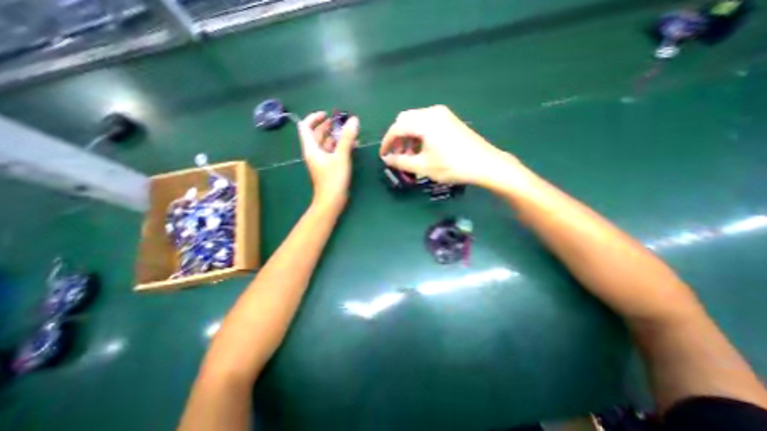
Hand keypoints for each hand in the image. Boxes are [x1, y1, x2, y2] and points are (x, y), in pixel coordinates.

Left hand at [300, 113, 359, 206]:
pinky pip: (333, 152)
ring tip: (349, 132)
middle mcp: (314, 153)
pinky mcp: (329, 167)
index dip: (314, 118)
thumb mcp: (341, 157)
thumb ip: (347, 138)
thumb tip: (353, 120)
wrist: (332, 200)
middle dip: (328, 126)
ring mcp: (322, 161)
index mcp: (311, 149)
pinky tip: (352, 145)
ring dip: (336, 136)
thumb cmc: (333, 179)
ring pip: (326, 144)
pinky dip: (340, 147)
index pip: (305, 127)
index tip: (327, 114)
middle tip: (341, 122)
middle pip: (317, 134)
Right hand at [378, 104, 520, 186]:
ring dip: (408, 137)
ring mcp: (442, 114)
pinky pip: (427, 123)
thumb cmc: (452, 166)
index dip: (387, 142)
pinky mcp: (449, 120)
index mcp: (424, 122)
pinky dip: (419, 135)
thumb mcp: (423, 166)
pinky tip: (422, 149)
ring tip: (410, 156)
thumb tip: (387, 159)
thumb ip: (401, 161)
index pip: (397, 128)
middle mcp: (432, 112)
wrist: (484, 164)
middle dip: (398, 138)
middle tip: (398, 155)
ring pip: (416, 121)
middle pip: (405, 120)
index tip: (384, 155)